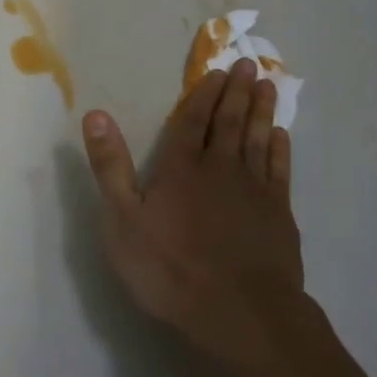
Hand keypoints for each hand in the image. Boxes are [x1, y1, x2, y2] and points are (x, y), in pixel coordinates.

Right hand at [81, 58, 304, 371]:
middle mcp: (220, 167)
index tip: (217, 72)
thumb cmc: (171, 269)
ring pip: (258, 137)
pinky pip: (280, 169)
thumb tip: (96, 114)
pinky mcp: (279, 212)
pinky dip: (280, 149)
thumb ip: (110, 166)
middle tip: (248, 64)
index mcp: (180, 167)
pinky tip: (281, 136)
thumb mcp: (122, 221)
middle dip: (236, 91)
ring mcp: (254, 188)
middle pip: (229, 121)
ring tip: (267, 85)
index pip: (192, 120)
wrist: (238, 312)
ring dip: (261, 110)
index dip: (204, 94)